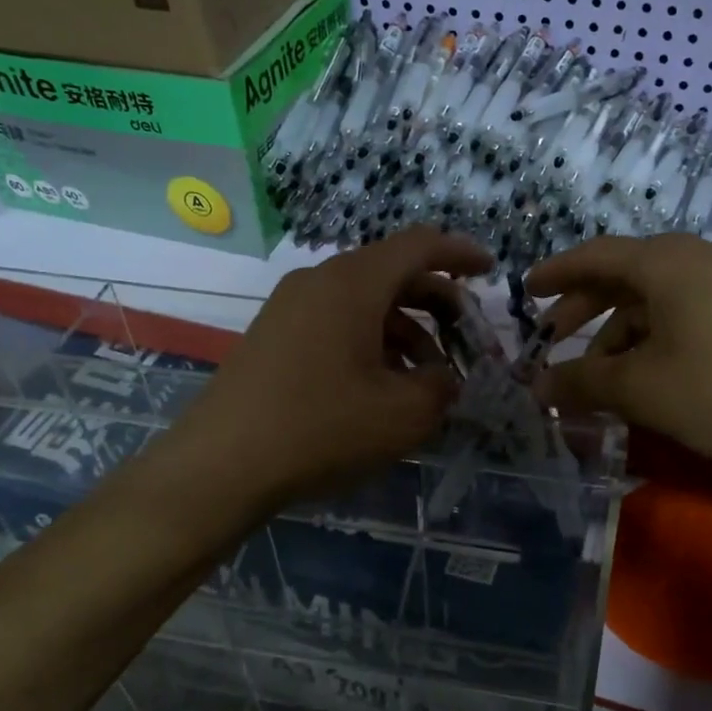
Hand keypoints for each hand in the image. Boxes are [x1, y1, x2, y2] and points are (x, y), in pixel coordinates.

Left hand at [161, 227, 491, 514]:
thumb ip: (441, 386)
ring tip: (427, 377)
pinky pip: (336, 322)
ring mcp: (290, 306)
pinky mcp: (273, 335)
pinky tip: (381, 386)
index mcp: (354, 282)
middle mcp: (320, 281)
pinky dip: (370, 342)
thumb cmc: (322, 428)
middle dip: (436, 302)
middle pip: (392, 273)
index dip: (460, 254)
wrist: (220, 465)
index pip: (419, 245)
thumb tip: (443, 377)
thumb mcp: (404, 414)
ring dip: (404, 330)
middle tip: (465, 338)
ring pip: (364, 302)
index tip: (490, 272)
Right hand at [527, 234, 711, 486]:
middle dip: (584, 308)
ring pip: (658, 299)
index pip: (595, 256)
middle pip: (626, 275)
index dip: (556, 273)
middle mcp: (700, 259)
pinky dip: (656, 337)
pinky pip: (687, 313)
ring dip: (620, 331)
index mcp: (667, 262)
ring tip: (600, 374)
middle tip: (552, 338)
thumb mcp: (640, 389)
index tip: (525, 290)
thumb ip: (581, 382)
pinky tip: (649, 374)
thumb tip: (537, 386)